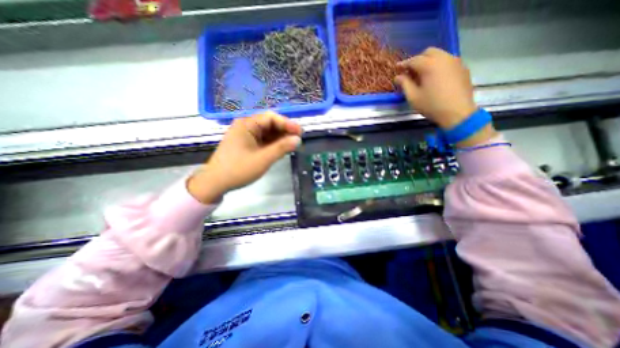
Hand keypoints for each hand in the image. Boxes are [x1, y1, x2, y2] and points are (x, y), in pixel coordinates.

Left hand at [188, 112, 301, 203]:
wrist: (216, 183)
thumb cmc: (238, 170)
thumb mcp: (263, 159)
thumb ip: (281, 148)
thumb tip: (298, 139)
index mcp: (247, 124)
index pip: (271, 117)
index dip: (287, 123)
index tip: (300, 132)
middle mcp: (246, 126)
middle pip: (270, 123)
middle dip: (285, 131)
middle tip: (298, 140)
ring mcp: (246, 135)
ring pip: (267, 132)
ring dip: (280, 138)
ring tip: (292, 145)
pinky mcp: (247, 144)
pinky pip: (263, 140)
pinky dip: (273, 144)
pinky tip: (281, 149)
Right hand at [397, 47, 497, 146]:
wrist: (457, 112)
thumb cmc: (432, 105)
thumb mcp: (413, 97)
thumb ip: (405, 84)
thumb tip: (398, 77)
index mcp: (430, 65)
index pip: (414, 60)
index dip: (403, 64)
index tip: (397, 68)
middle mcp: (444, 58)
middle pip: (428, 52)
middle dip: (418, 59)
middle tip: (411, 71)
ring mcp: (456, 62)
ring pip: (440, 55)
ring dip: (429, 61)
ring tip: (423, 75)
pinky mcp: (463, 68)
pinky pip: (448, 61)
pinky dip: (439, 65)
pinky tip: (436, 78)